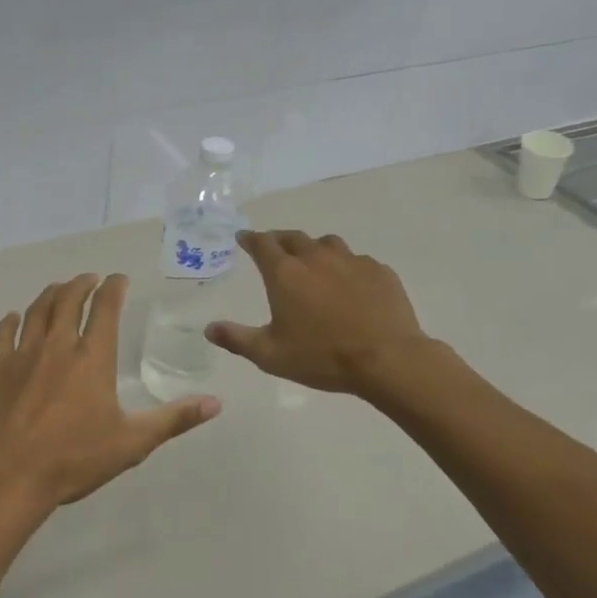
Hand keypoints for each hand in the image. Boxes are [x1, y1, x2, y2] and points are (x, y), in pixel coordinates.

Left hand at [0, 274, 220, 514]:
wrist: (9, 477)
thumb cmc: (74, 459)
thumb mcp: (132, 443)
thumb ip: (174, 419)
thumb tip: (216, 403)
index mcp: (92, 357)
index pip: (105, 308)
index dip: (114, 287)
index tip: (119, 278)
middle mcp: (58, 345)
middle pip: (69, 299)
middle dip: (82, 284)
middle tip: (90, 279)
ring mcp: (23, 354)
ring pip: (37, 310)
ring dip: (51, 294)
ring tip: (60, 289)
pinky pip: (3, 333)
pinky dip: (11, 321)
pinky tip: (14, 318)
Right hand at [206, 231, 430, 396]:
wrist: (387, 359)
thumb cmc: (322, 357)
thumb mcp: (271, 355)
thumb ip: (237, 339)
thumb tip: (209, 329)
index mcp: (285, 274)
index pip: (262, 244)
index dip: (250, 239)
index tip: (243, 238)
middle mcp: (315, 258)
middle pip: (293, 237)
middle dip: (279, 240)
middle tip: (275, 248)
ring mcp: (350, 261)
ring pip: (327, 244)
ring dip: (314, 249)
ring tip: (313, 263)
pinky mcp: (378, 270)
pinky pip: (357, 261)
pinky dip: (347, 267)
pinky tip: (350, 285)